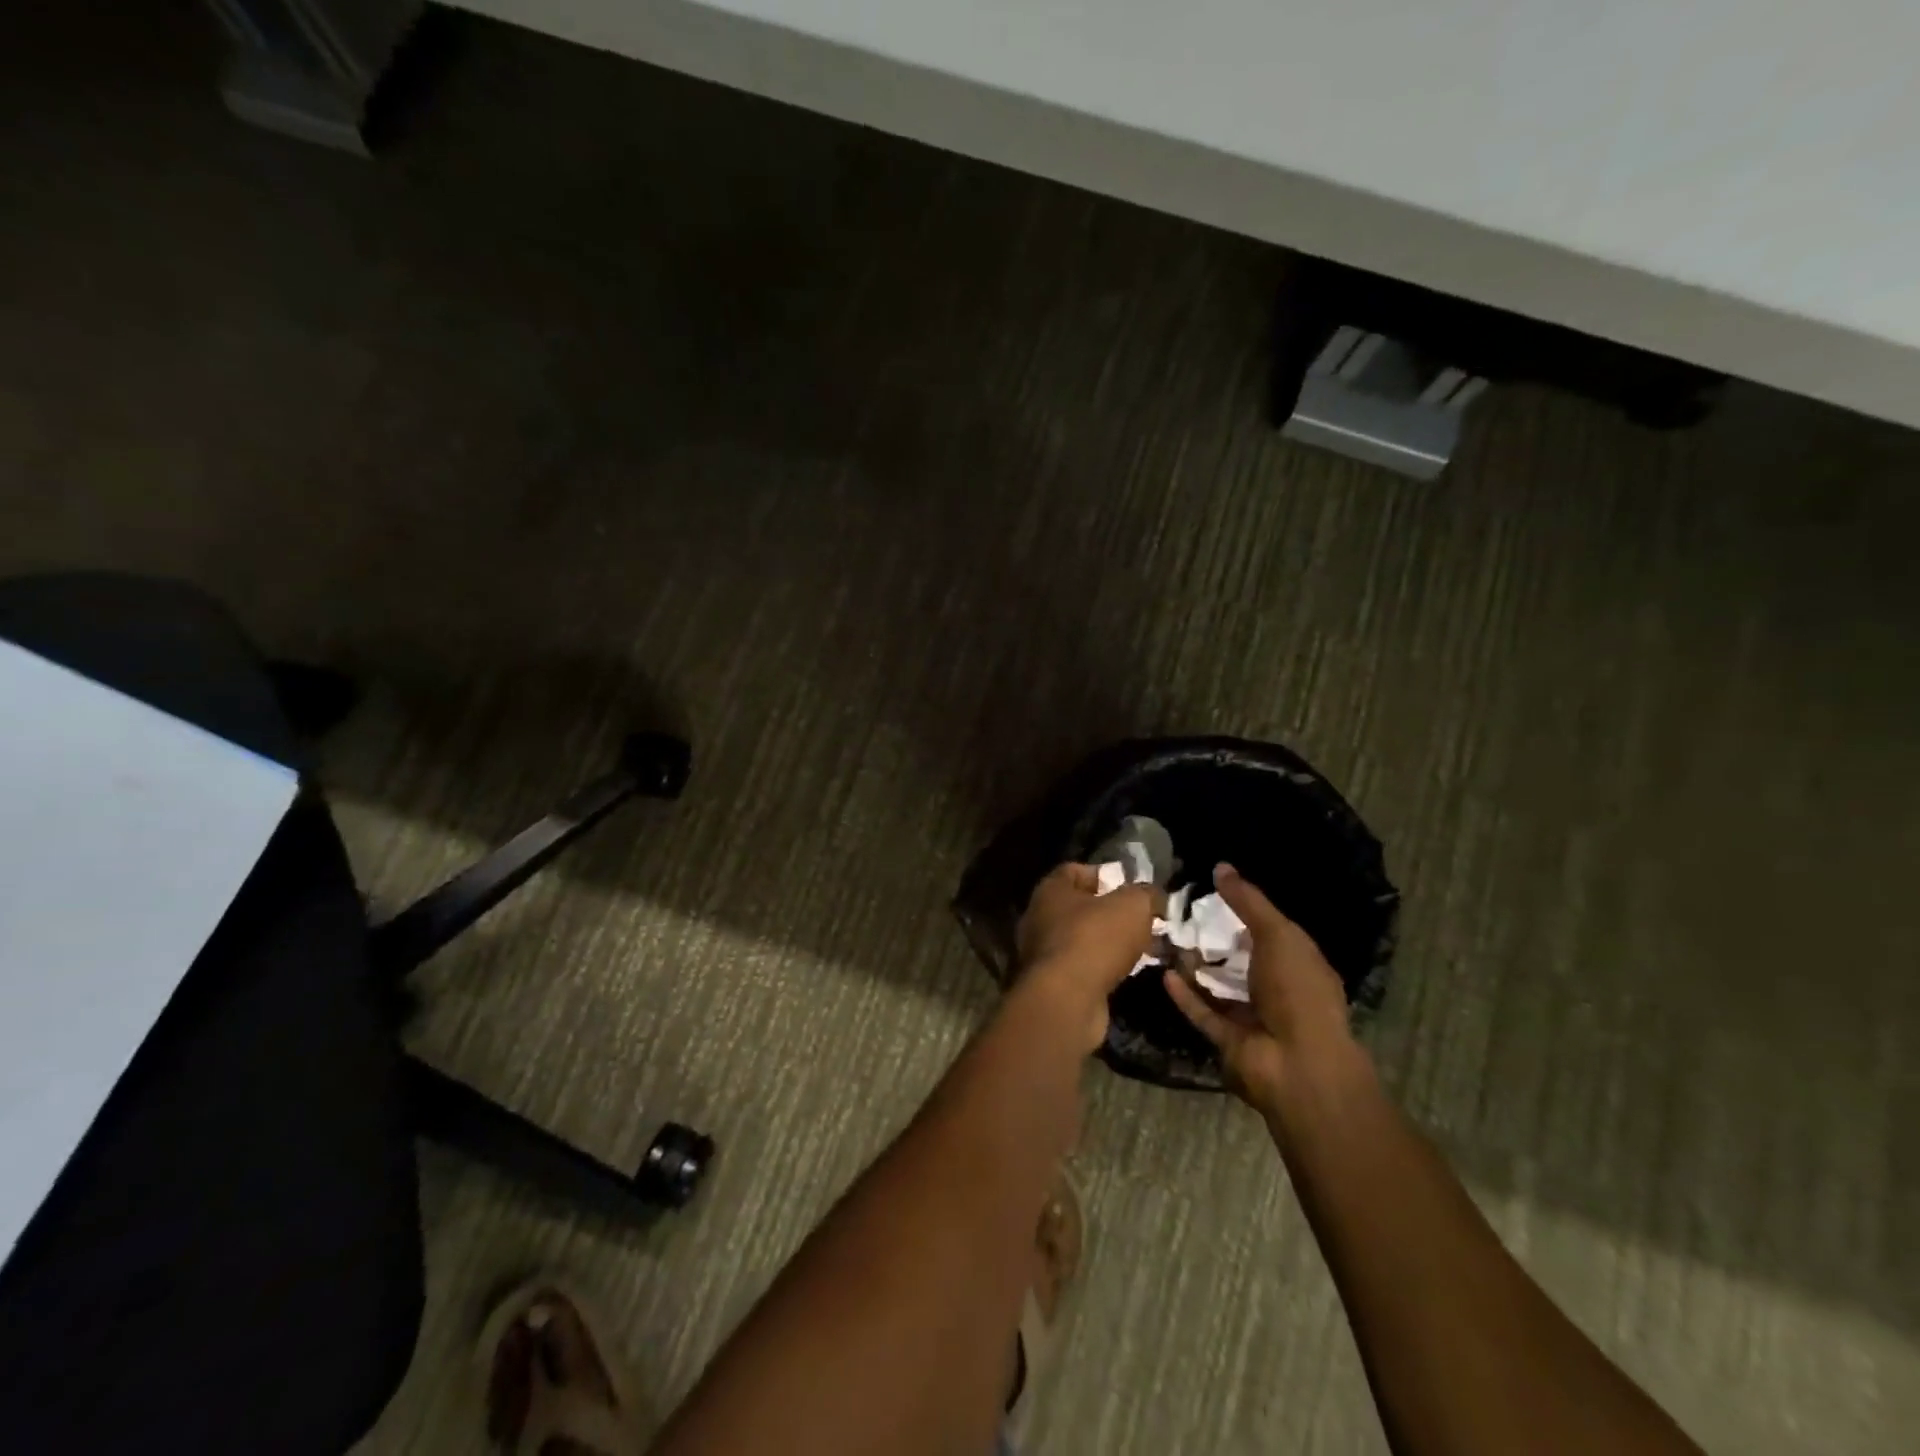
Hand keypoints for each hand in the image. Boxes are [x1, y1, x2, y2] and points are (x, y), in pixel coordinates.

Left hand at [1015, 863, 1157, 1050]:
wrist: (1067, 1000)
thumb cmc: (1095, 939)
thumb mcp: (1132, 906)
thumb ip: (1145, 894)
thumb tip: (1154, 896)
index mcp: (1051, 890)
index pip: (1075, 871)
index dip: (1104, 874)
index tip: (1131, 887)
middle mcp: (1041, 917)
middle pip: (1082, 907)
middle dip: (1114, 913)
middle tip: (1145, 921)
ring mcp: (1044, 952)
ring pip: (1085, 939)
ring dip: (1113, 943)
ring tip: (1145, 948)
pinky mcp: (1054, 983)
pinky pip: (1085, 966)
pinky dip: (1105, 967)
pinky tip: (1129, 972)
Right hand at [1163, 864, 1365, 1114]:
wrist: (1297, 1064)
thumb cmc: (1297, 990)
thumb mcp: (1278, 934)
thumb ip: (1248, 902)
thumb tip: (1221, 867)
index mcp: (1300, 965)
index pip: (1272, 933)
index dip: (1246, 913)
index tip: (1212, 894)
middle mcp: (1279, 991)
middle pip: (1242, 960)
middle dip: (1216, 942)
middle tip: (1181, 916)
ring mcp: (1253, 1018)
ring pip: (1219, 987)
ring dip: (1197, 967)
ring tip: (1167, 940)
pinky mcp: (1229, 1040)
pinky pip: (1202, 1012)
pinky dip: (1185, 995)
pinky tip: (1166, 972)